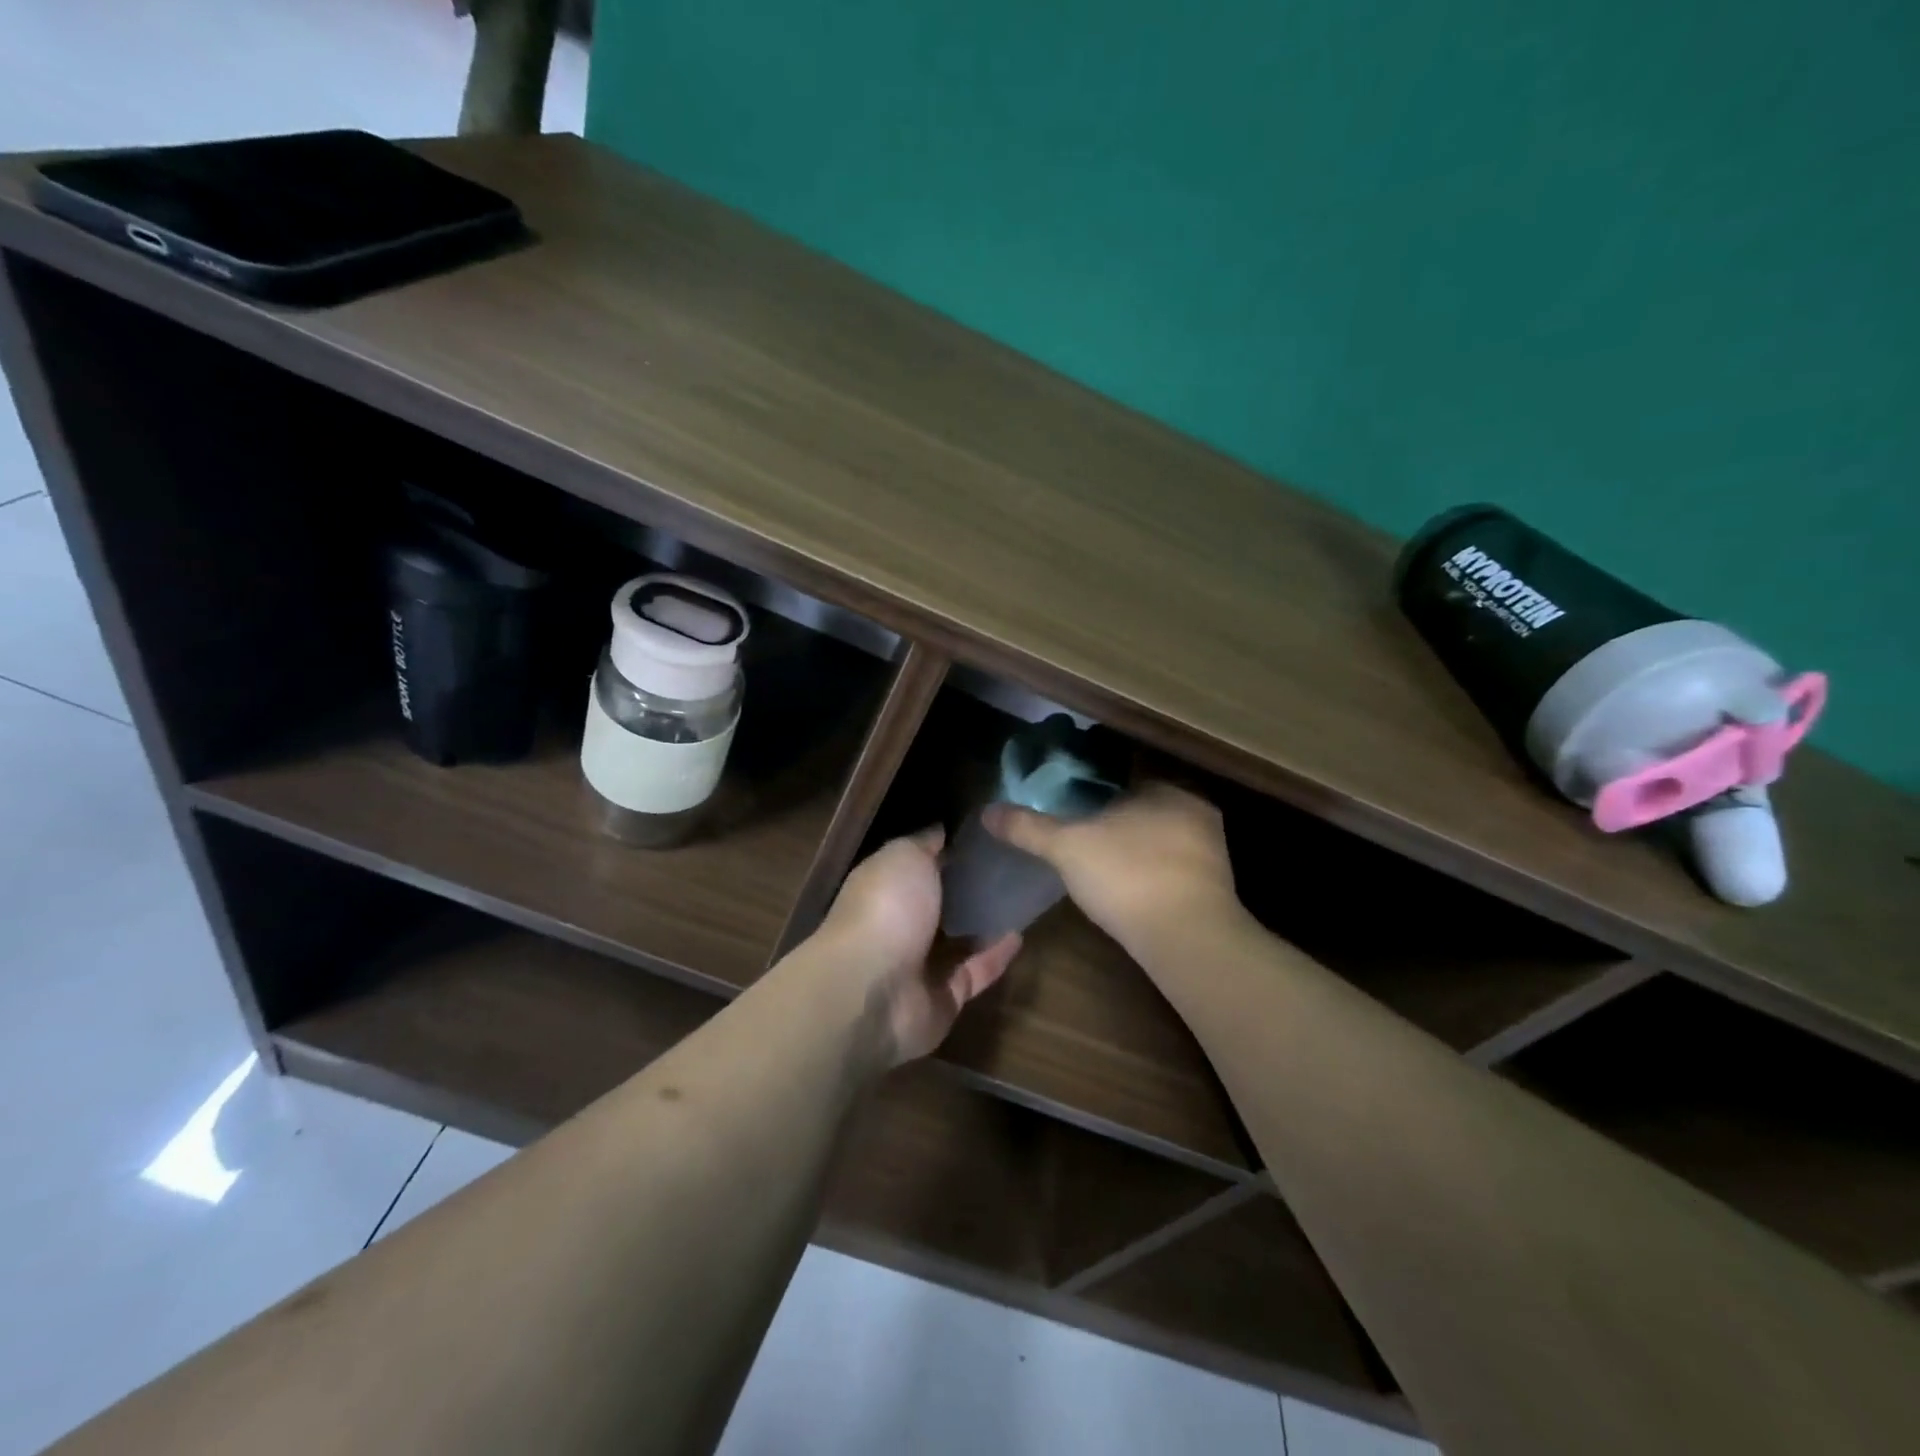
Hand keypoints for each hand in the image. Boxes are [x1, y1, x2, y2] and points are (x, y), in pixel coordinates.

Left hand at [816, 827, 1021, 1067]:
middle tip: (1012, 863)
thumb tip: (941, 830)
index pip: (917, 864)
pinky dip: (996, 956)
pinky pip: (975, 972)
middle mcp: (899, 923)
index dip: (946, 848)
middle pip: (939, 902)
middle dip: (968, 885)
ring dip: (985, 921)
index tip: (984, 833)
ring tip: (1022, 896)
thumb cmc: (886, 909)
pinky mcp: (943, 998)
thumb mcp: (904, 856)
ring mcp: (919, 964)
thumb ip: (925, 843)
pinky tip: (1021, 933)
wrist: (873, 991)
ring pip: (958, 939)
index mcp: (884, 886)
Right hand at [983, 782, 1240, 957]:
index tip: (1077, 811)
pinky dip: (1156, 877)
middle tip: (1087, 841)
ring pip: (1165, 842)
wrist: (1187, 938)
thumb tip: (987, 811)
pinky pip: (1177, 871)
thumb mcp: (1066, 847)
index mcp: (1166, 789)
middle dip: (1121, 823)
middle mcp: (1197, 811)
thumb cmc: (1127, 875)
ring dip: (1140, 851)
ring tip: (1106, 869)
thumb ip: (1028, 827)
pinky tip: (1133, 894)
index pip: (1129, 780)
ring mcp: (1212, 852)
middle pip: (1148, 811)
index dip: (1100, 794)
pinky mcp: (1217, 889)